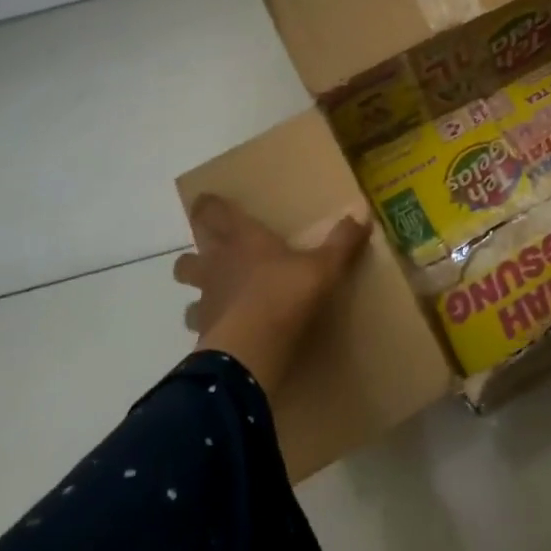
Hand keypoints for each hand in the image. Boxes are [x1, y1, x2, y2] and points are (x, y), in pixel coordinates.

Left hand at [173, 195, 371, 394]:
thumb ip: (341, 242)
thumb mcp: (323, 267)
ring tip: (216, 292)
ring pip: (187, 286)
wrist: (250, 350)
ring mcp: (206, 299)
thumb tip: (362, 217)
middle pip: (190, 252)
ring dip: (197, 286)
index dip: (208, 205)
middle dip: (197, 249)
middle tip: (213, 249)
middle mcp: (216, 264)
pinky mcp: (202, 332)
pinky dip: (207, 322)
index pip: (213, 212)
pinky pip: (197, 322)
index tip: (207, 200)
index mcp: (242, 239)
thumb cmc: (285, 295)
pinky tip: (223, 328)